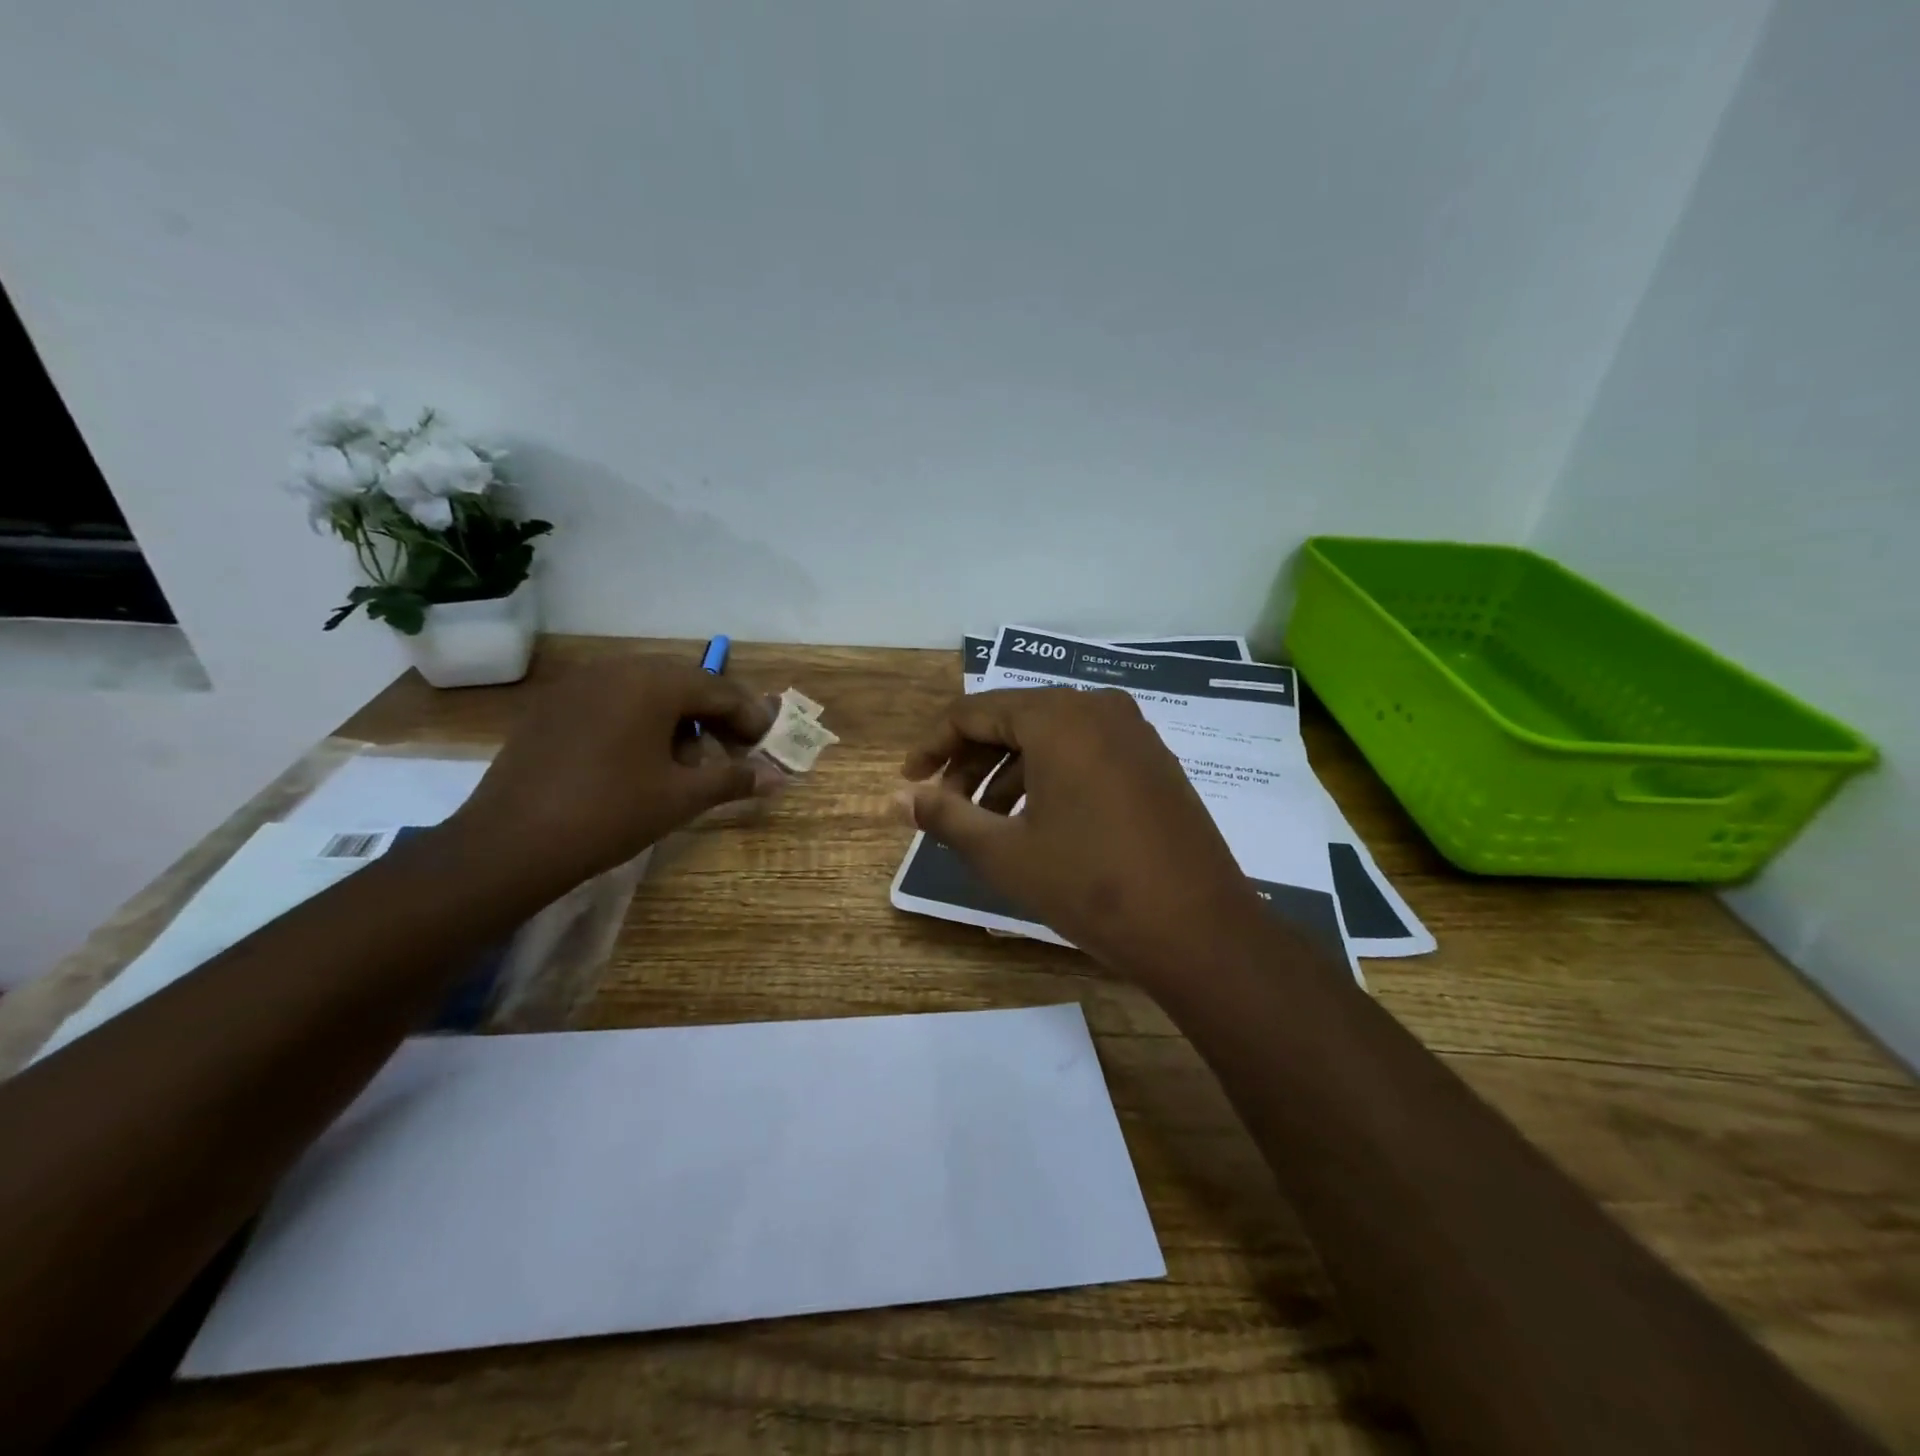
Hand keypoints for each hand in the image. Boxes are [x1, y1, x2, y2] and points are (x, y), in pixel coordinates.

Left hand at [450, 657, 776, 889]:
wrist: (509, 845)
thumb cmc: (609, 814)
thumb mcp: (681, 797)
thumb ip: (734, 779)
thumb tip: (778, 777)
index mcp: (653, 683)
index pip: (719, 690)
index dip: (750, 718)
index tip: (767, 746)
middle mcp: (616, 669)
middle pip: (684, 683)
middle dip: (715, 716)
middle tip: (733, 752)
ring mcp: (578, 684)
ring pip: (647, 691)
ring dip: (678, 719)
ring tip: (687, 762)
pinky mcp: (552, 706)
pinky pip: (612, 701)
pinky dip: (640, 722)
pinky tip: (640, 760)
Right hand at [898, 688, 1267, 979]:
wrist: (1199, 929)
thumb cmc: (1090, 885)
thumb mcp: (1005, 853)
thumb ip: (944, 817)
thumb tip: (897, 800)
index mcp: (1058, 717)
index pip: (974, 712)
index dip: (933, 745)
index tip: (909, 781)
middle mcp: (1098, 709)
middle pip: (1014, 721)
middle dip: (970, 763)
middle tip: (944, 807)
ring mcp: (1134, 733)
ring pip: (1051, 739)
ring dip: (1009, 775)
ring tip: (986, 824)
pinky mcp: (1154, 762)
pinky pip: (1085, 753)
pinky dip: (1049, 779)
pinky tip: (1037, 822)